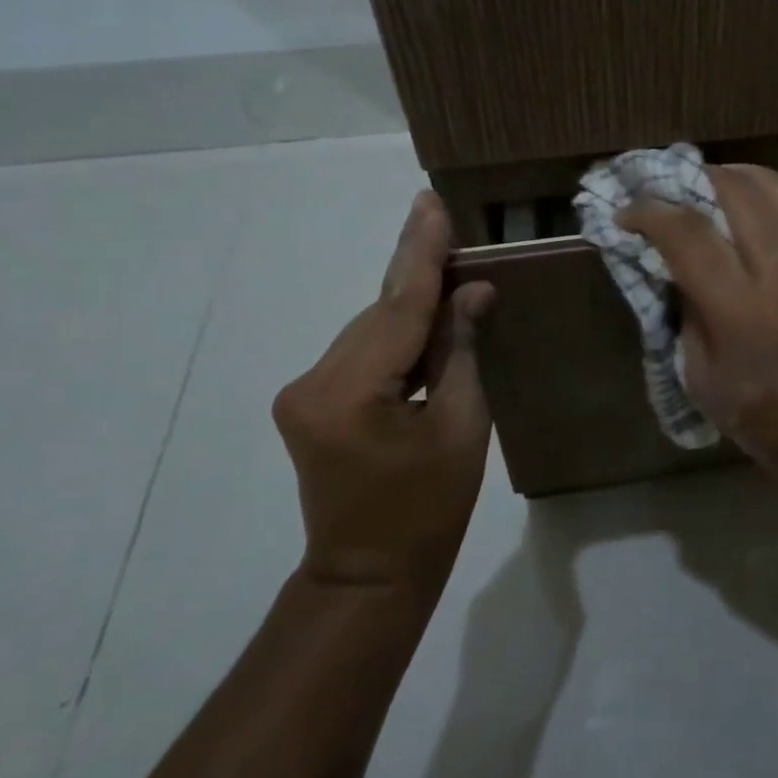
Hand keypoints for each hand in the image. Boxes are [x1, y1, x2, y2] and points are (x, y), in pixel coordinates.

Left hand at [272, 191, 495, 593]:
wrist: (368, 574)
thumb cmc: (429, 509)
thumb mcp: (461, 427)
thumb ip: (462, 352)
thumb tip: (474, 292)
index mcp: (350, 392)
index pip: (398, 307)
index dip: (422, 253)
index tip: (431, 203)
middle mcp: (313, 381)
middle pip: (380, 313)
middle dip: (417, 270)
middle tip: (442, 217)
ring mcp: (303, 391)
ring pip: (370, 329)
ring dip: (410, 303)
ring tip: (449, 266)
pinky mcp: (308, 401)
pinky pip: (362, 351)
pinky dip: (396, 333)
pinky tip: (427, 316)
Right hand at [617, 164, 777, 475]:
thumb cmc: (764, 412)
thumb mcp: (700, 376)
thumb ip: (685, 312)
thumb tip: (674, 266)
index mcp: (738, 305)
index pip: (686, 232)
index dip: (649, 212)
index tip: (627, 213)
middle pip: (732, 191)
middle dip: (692, 180)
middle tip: (670, 193)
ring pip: (772, 185)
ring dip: (734, 177)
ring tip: (712, 189)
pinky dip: (776, 191)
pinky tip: (760, 202)